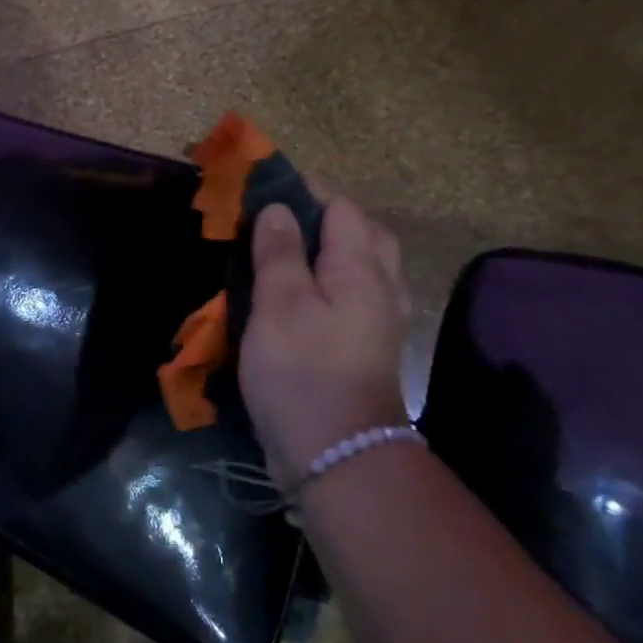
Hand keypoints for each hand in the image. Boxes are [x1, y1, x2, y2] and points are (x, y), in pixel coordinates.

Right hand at [238, 199, 409, 490]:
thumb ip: (279, 252)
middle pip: (361, 232)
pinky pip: (353, 294)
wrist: (338, 455)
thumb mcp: (280, 305)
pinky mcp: (366, 347)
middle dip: (323, 216)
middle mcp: (380, 287)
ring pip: (361, 265)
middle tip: (278, 218)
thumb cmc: (303, 372)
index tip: (263, 186)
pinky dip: (328, 280)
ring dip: (327, 248)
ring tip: (284, 250)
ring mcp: (378, 320)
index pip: (340, 207)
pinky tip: (301, 293)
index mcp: (360, 268)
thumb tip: (279, 207)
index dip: (303, 189)